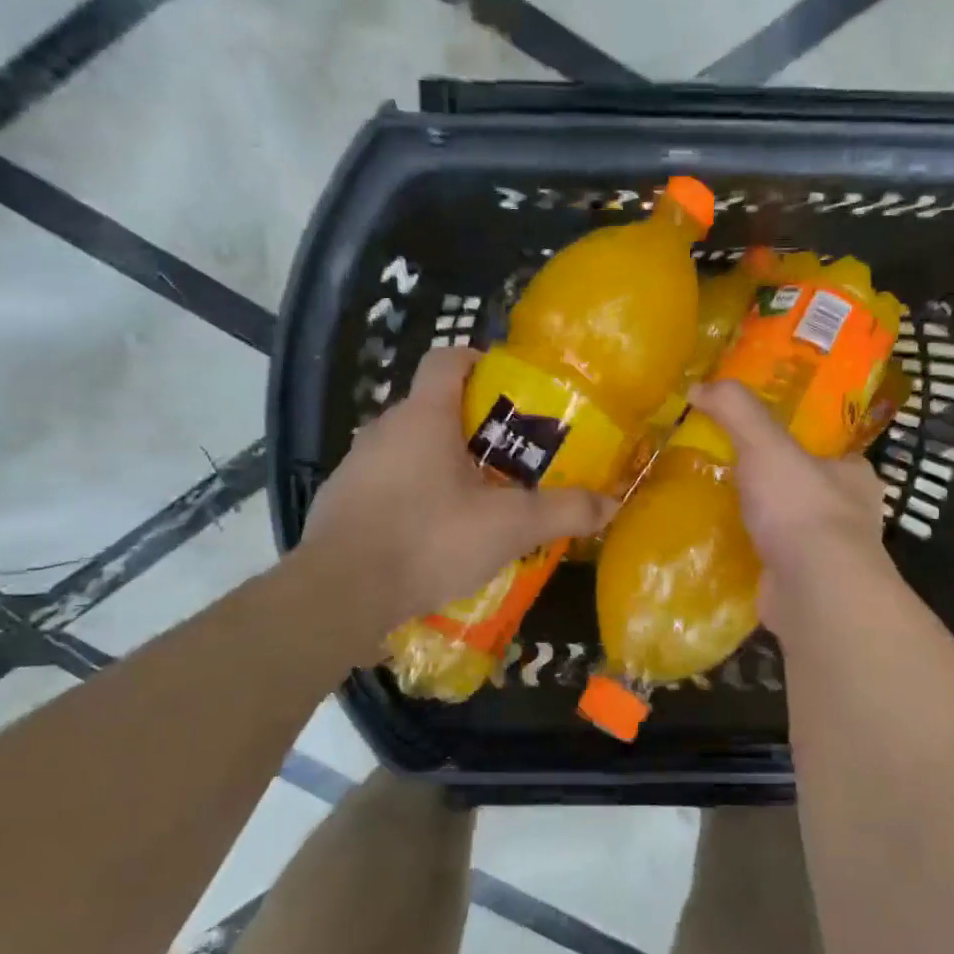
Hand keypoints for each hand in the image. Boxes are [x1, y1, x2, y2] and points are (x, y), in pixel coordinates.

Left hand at [296, 347, 616, 632]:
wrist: (340, 594)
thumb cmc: (429, 539)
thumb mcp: (509, 526)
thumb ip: (564, 511)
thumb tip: (612, 503)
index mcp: (424, 416)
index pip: (447, 359)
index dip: (479, 361)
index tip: (509, 387)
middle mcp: (385, 428)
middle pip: (434, 406)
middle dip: (474, 426)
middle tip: (511, 457)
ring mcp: (358, 465)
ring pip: (410, 447)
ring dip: (445, 463)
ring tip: (480, 499)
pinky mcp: (342, 501)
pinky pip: (389, 482)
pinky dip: (416, 494)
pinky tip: (437, 534)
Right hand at [687, 380, 902, 640]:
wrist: (814, 590)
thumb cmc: (801, 507)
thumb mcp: (765, 443)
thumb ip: (736, 410)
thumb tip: (699, 385)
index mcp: (854, 475)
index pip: (828, 451)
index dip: (796, 442)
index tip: (759, 441)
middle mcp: (850, 515)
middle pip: (806, 489)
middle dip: (773, 484)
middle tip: (728, 472)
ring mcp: (829, 555)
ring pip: (790, 528)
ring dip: (760, 522)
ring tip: (715, 508)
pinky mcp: (806, 587)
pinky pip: (772, 561)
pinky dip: (750, 555)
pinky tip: (719, 548)